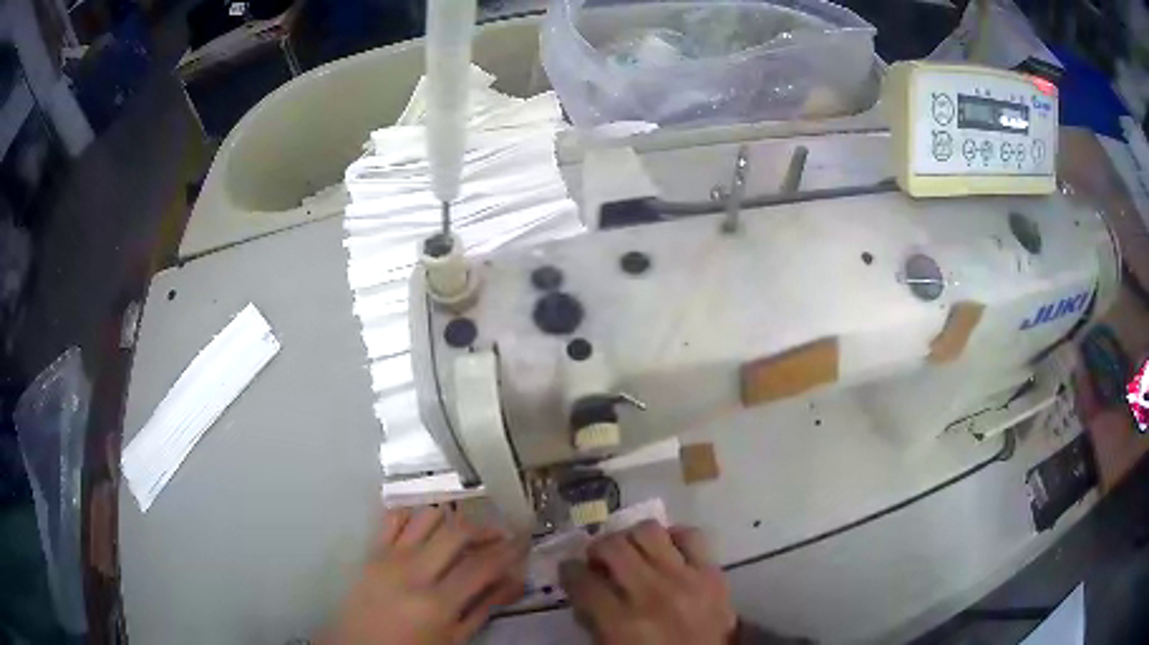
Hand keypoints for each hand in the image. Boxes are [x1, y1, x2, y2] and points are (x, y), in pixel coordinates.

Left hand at [323, 507, 528, 644]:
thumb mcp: (454, 639)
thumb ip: (484, 608)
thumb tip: (515, 582)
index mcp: (437, 603)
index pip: (482, 565)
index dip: (509, 549)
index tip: (524, 539)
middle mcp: (413, 572)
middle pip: (457, 532)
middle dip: (485, 528)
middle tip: (500, 534)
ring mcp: (388, 557)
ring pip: (427, 517)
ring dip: (452, 519)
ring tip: (465, 532)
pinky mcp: (371, 551)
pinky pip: (393, 517)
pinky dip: (414, 515)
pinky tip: (427, 527)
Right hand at [560, 521, 735, 644]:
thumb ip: (594, 620)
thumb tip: (583, 590)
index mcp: (620, 624)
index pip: (581, 580)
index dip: (569, 571)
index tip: (571, 571)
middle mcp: (650, 594)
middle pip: (612, 547)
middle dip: (597, 548)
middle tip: (599, 560)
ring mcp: (685, 580)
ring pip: (648, 532)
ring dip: (632, 538)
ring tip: (632, 551)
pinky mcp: (712, 573)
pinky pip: (692, 536)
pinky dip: (674, 537)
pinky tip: (667, 550)